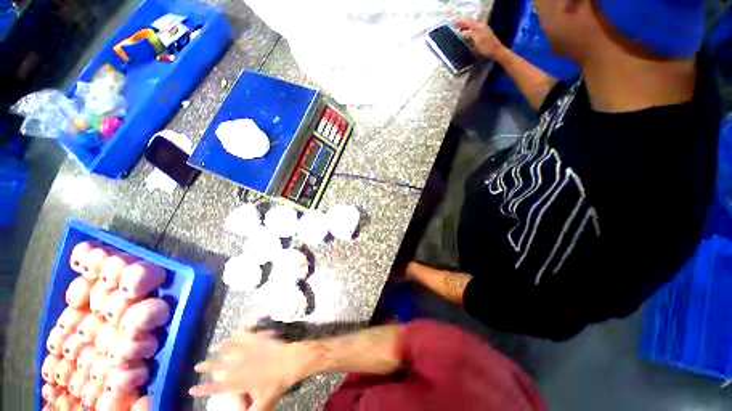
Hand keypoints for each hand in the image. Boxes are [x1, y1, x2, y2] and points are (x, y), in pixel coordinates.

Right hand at [189, 329, 307, 410]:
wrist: (290, 362)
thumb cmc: (276, 384)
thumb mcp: (263, 402)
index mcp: (238, 381)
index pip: (216, 387)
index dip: (203, 390)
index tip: (191, 390)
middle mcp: (239, 365)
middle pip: (218, 366)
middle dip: (206, 366)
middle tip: (197, 366)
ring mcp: (248, 350)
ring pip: (229, 348)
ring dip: (219, 348)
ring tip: (212, 347)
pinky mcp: (257, 339)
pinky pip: (246, 334)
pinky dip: (240, 332)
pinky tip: (237, 330)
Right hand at [455, 18, 506, 59]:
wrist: (496, 51)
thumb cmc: (486, 47)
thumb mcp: (477, 40)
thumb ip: (471, 34)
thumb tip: (463, 31)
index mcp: (479, 26)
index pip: (468, 22)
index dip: (461, 21)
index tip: (453, 21)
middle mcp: (481, 25)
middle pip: (470, 22)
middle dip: (462, 23)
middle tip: (454, 25)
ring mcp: (483, 29)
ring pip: (472, 26)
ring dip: (465, 27)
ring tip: (458, 29)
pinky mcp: (483, 34)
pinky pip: (474, 29)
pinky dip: (469, 30)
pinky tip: (466, 33)